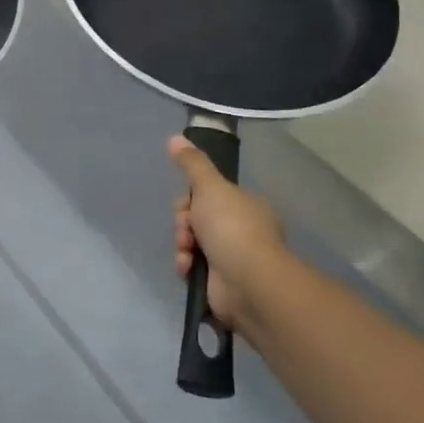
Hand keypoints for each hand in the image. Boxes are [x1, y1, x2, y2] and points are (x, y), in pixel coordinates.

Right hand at [169, 137, 295, 335]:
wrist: (248, 282)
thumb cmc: (232, 228)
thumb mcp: (210, 186)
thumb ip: (192, 163)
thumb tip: (175, 137)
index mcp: (245, 206)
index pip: (209, 196)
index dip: (190, 200)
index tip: (186, 205)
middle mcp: (241, 231)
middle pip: (197, 220)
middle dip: (184, 225)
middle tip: (187, 230)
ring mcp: (233, 259)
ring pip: (192, 244)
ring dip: (183, 247)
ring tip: (187, 254)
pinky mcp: (221, 284)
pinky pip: (194, 269)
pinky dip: (187, 268)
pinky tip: (188, 269)